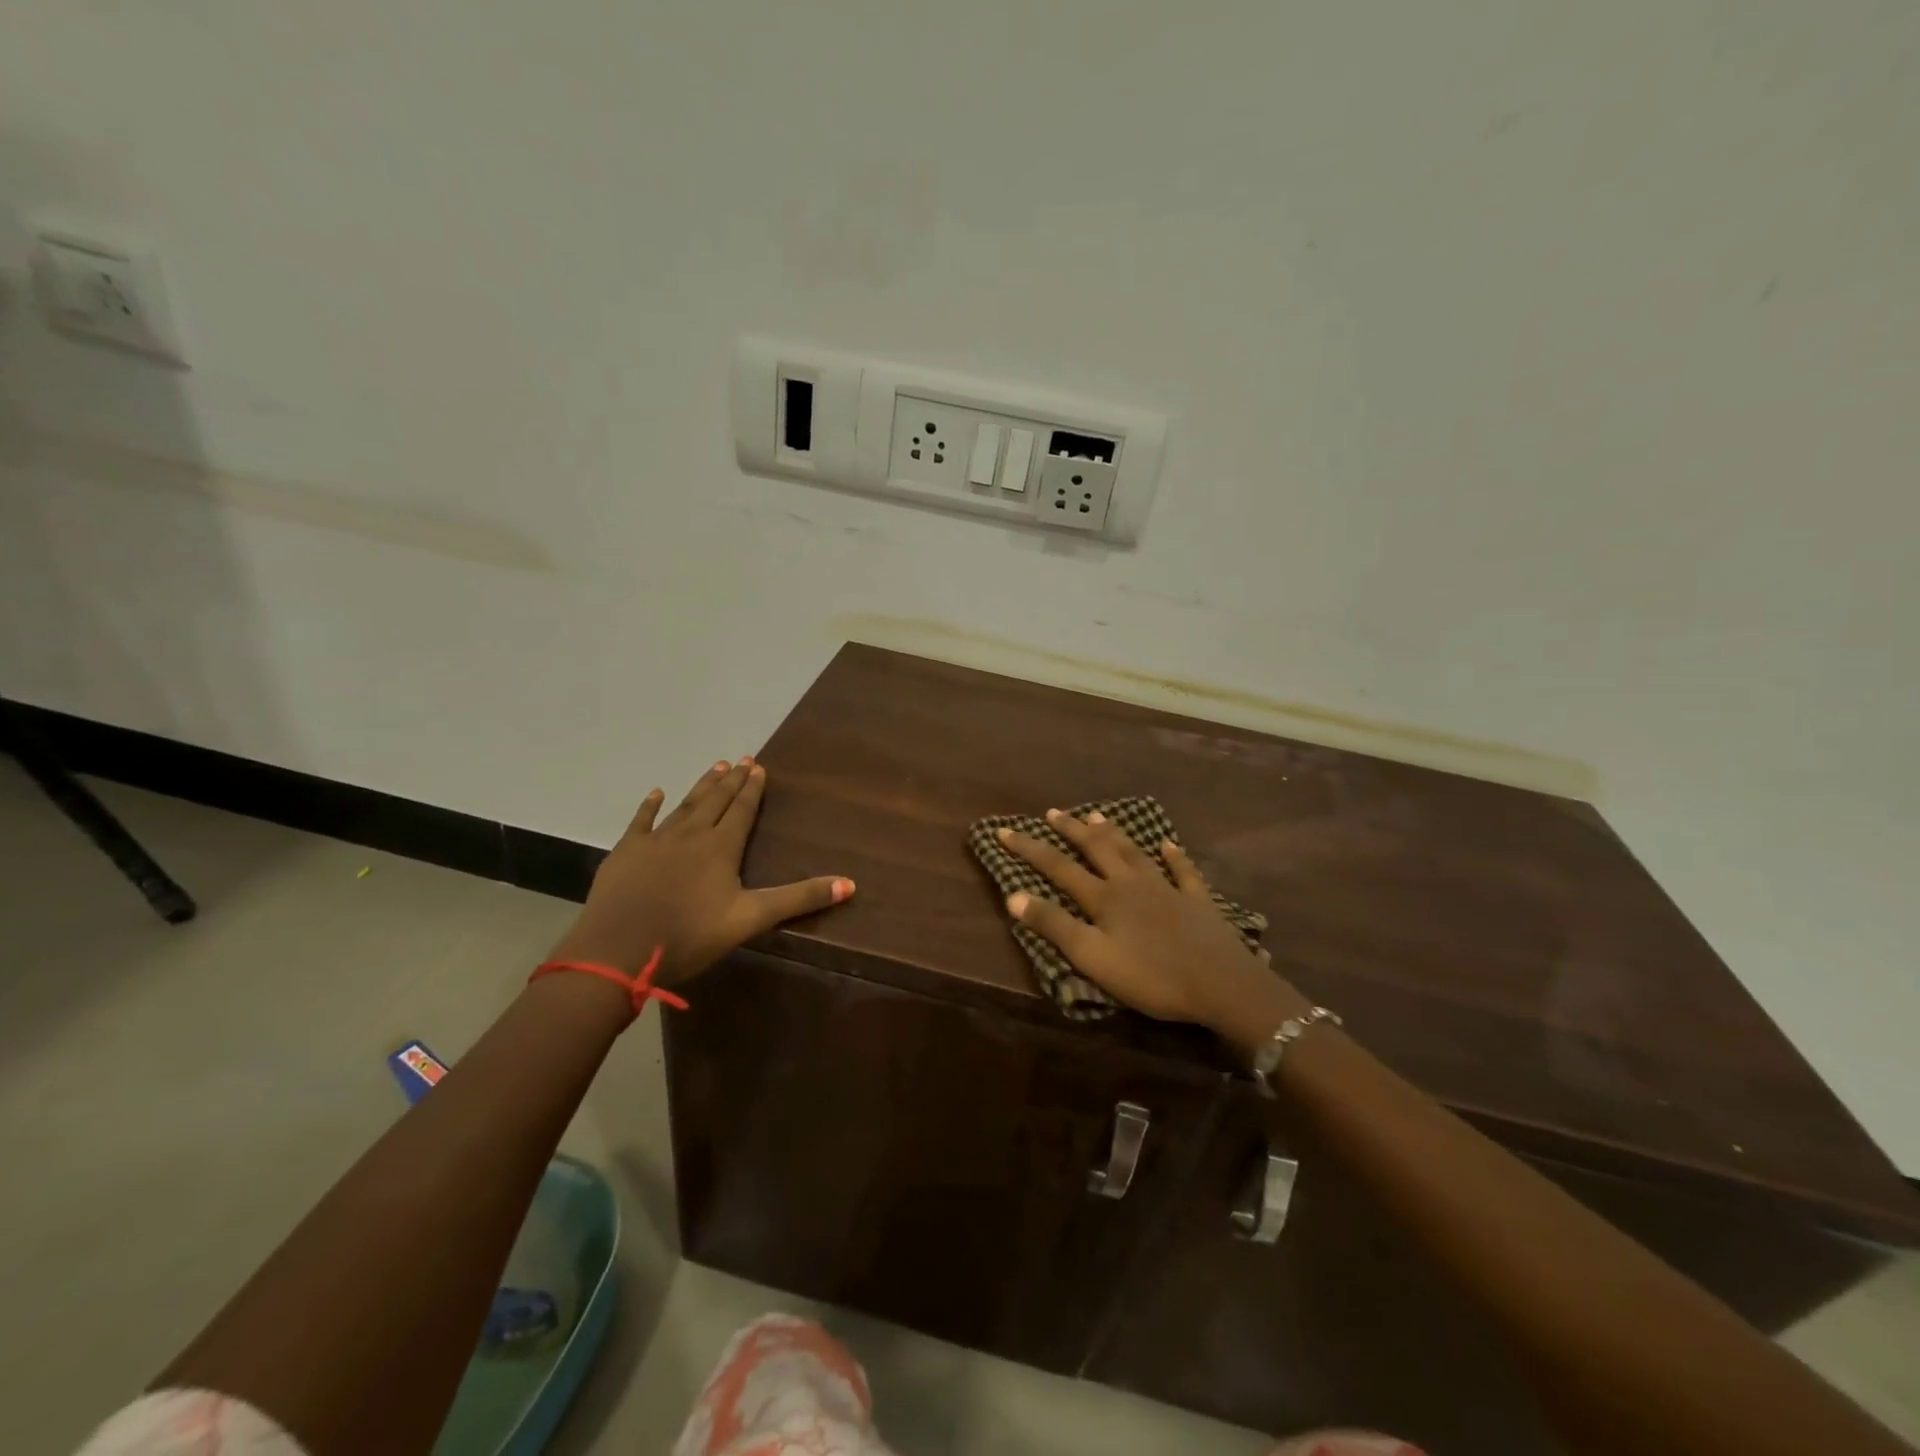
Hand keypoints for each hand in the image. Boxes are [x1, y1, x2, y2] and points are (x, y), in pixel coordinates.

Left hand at [549, 757, 853, 984]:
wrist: (618, 951)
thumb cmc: (690, 935)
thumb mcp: (751, 919)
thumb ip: (799, 899)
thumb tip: (850, 883)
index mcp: (721, 847)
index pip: (741, 810)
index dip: (753, 789)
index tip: (759, 766)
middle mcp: (690, 834)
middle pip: (715, 801)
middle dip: (731, 780)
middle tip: (742, 759)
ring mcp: (655, 841)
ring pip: (684, 805)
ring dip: (701, 786)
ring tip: (715, 767)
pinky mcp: (626, 852)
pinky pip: (641, 821)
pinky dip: (650, 805)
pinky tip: (656, 792)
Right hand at [998, 809, 1299, 1037]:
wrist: (1221, 984)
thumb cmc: (1151, 976)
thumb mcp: (1093, 958)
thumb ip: (1054, 926)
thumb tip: (1013, 895)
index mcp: (1104, 897)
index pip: (1058, 866)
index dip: (1030, 849)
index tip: (1005, 831)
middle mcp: (1131, 883)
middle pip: (1097, 848)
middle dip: (1071, 830)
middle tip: (1053, 812)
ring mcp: (1166, 888)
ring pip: (1134, 851)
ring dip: (1114, 833)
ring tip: (1098, 815)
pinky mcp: (1196, 900)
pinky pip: (1182, 870)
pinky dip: (1173, 855)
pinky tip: (1168, 844)